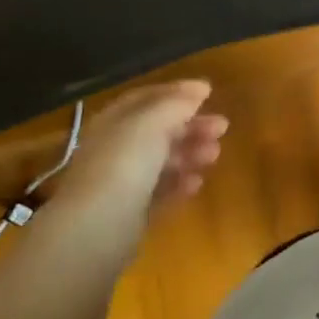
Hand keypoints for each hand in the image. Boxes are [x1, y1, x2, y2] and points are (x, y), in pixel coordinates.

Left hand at [50, 81, 227, 240]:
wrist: (96, 229)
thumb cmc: (123, 164)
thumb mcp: (152, 123)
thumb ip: (176, 104)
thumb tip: (199, 89)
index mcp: (113, 122)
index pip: (145, 99)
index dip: (176, 92)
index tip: (208, 92)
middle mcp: (114, 149)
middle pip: (157, 131)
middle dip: (190, 126)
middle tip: (222, 127)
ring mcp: (120, 183)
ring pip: (161, 161)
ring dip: (190, 154)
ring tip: (214, 155)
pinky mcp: (129, 214)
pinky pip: (159, 192)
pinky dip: (179, 184)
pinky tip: (197, 183)